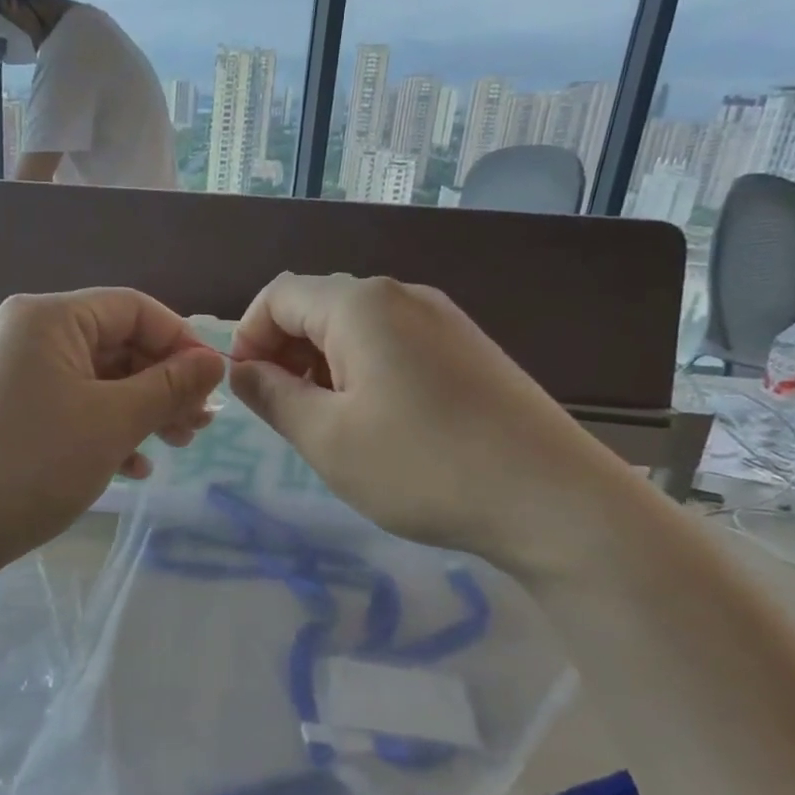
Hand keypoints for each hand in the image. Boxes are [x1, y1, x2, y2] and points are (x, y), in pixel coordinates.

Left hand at [0, 289, 225, 574]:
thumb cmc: (36, 463)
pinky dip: (106, 429)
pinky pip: (72, 405)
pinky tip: (133, 468)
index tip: (213, 385)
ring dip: (142, 410)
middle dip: (163, 384)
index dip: (181, 342)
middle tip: (200, 426)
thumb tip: (214, 362)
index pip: (134, 308)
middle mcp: (29, 333)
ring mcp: (18, 373)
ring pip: (98, 379)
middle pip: (117, 344)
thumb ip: (169, 386)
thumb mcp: (114, 421)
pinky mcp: (13, 410)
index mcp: (50, 317)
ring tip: (177, 446)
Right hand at [227, 274, 643, 581]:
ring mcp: (442, 320)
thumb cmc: (421, 467)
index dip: (248, 337)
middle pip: (318, 306)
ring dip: (322, 366)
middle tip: (284, 414)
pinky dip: (363, 372)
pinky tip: (377, 422)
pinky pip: (394, 344)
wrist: (551, 499)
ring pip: (356, 328)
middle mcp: (402, 296)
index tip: (246, 391)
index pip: (279, 295)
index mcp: (361, 305)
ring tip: (328, 424)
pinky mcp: (468, 349)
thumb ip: (272, 396)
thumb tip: (242, 370)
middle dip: (285, 352)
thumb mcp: (326, 438)